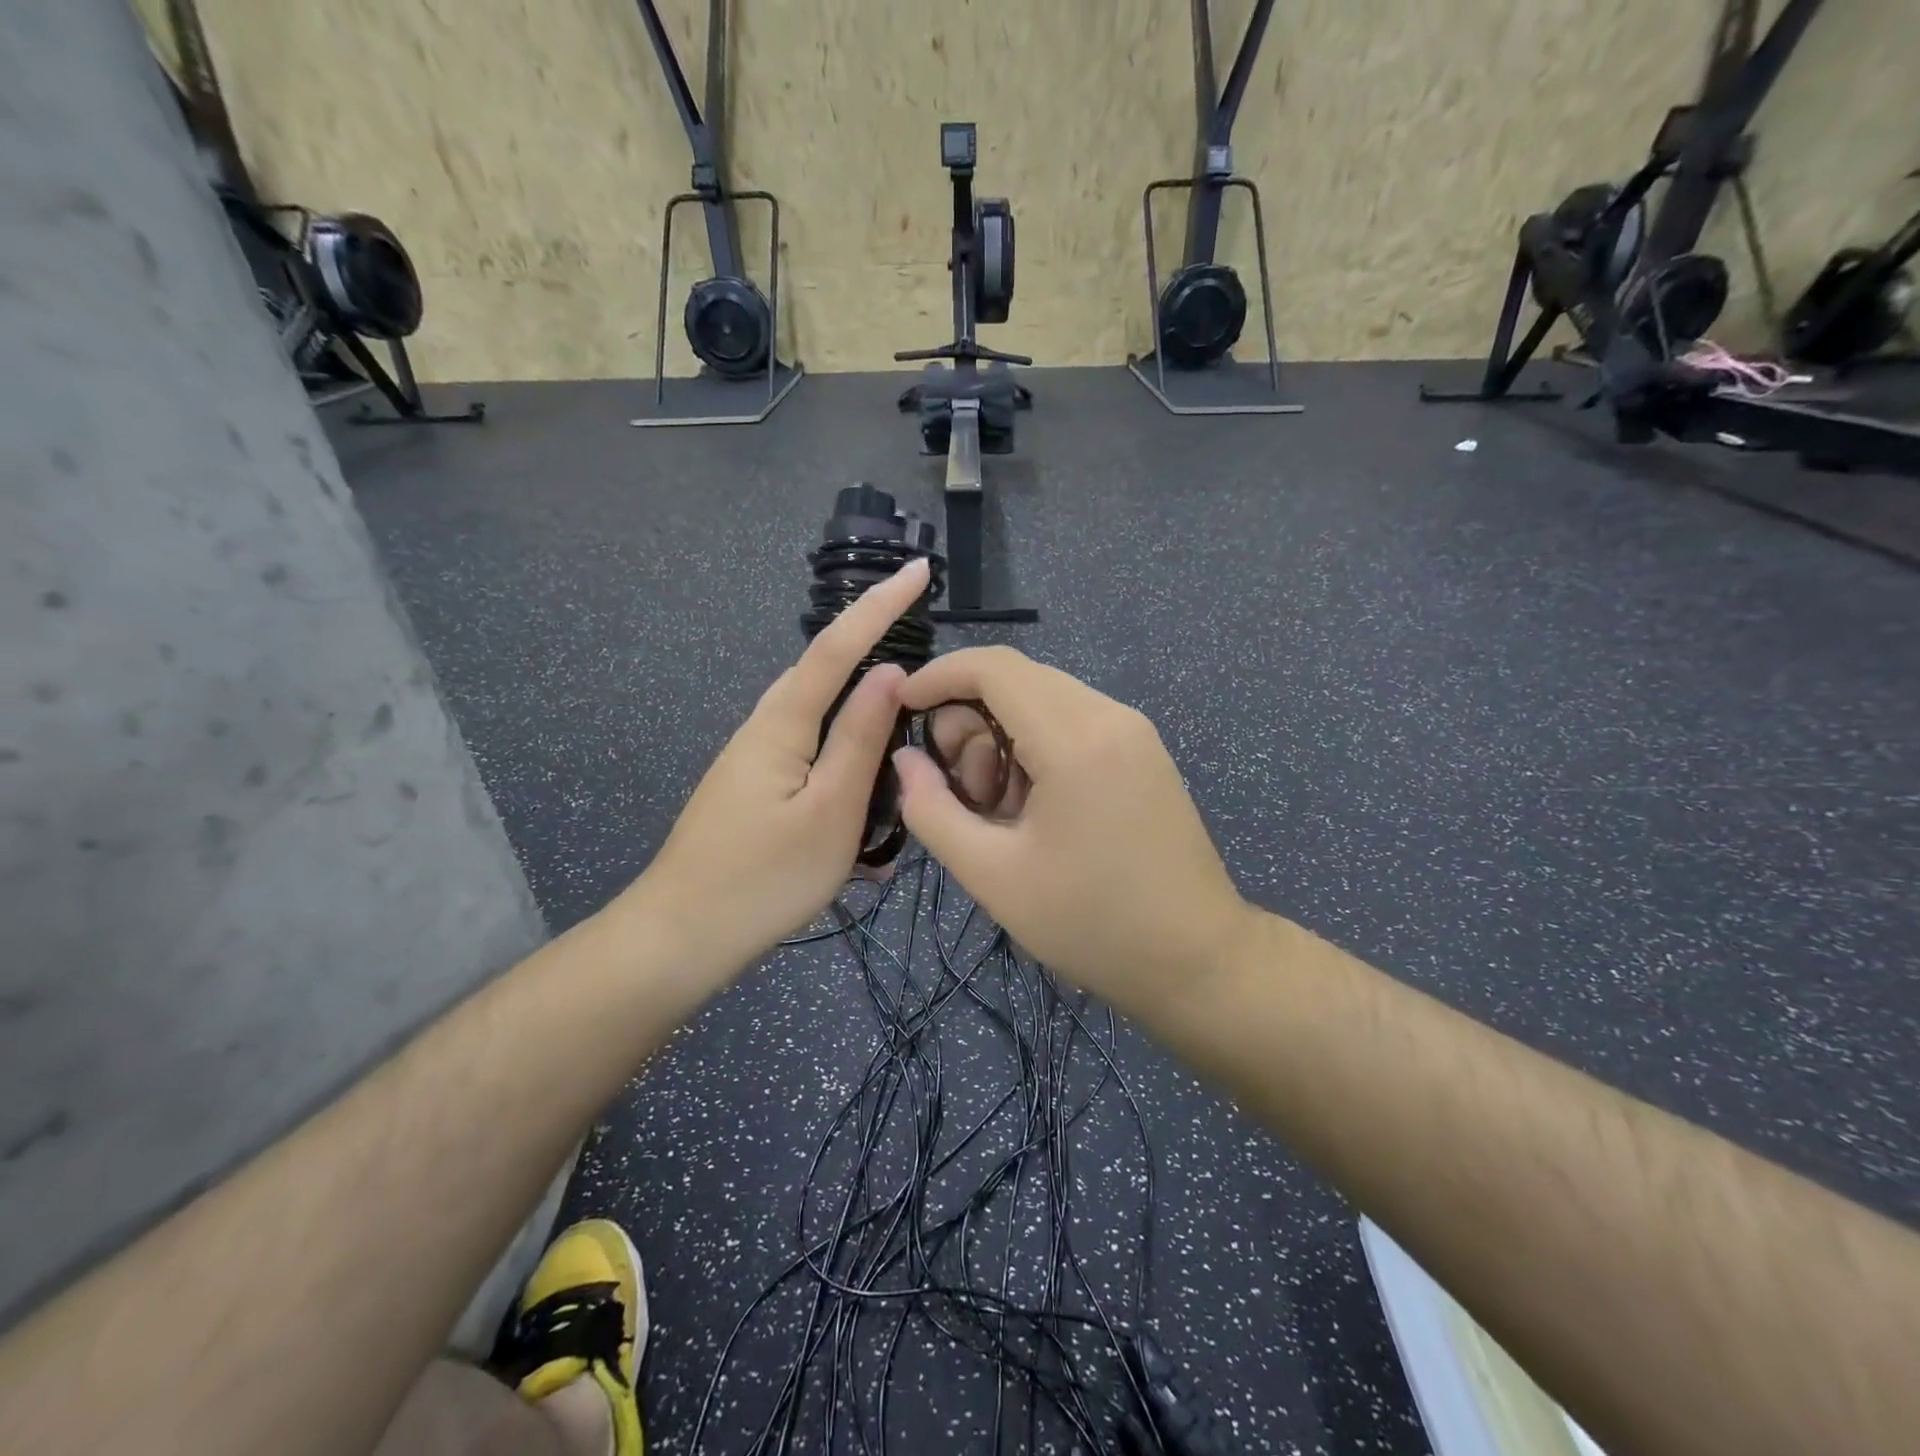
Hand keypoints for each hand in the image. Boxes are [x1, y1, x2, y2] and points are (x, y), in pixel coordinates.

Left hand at [620, 558, 928, 977]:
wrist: (680, 937)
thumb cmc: (763, 878)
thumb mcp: (830, 811)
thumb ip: (860, 739)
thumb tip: (889, 672)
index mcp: (781, 724)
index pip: (837, 647)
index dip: (880, 605)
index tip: (919, 569)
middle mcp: (763, 727)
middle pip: (822, 672)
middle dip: (868, 639)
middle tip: (919, 629)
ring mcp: (754, 758)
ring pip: (817, 715)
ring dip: (858, 705)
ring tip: (900, 710)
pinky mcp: (754, 787)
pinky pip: (808, 752)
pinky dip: (841, 755)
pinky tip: (863, 794)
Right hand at [893, 647, 1254, 1020]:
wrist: (1197, 959)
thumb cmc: (1091, 924)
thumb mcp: (993, 875)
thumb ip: (932, 810)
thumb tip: (906, 759)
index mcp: (1075, 740)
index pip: (993, 667)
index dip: (938, 676)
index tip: (903, 709)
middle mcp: (1110, 716)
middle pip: (1017, 679)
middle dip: (969, 721)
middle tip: (961, 792)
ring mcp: (1134, 730)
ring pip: (1043, 700)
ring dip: (1002, 738)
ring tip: (1000, 811)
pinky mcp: (1143, 750)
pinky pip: (1072, 722)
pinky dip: (1036, 747)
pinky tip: (1034, 806)